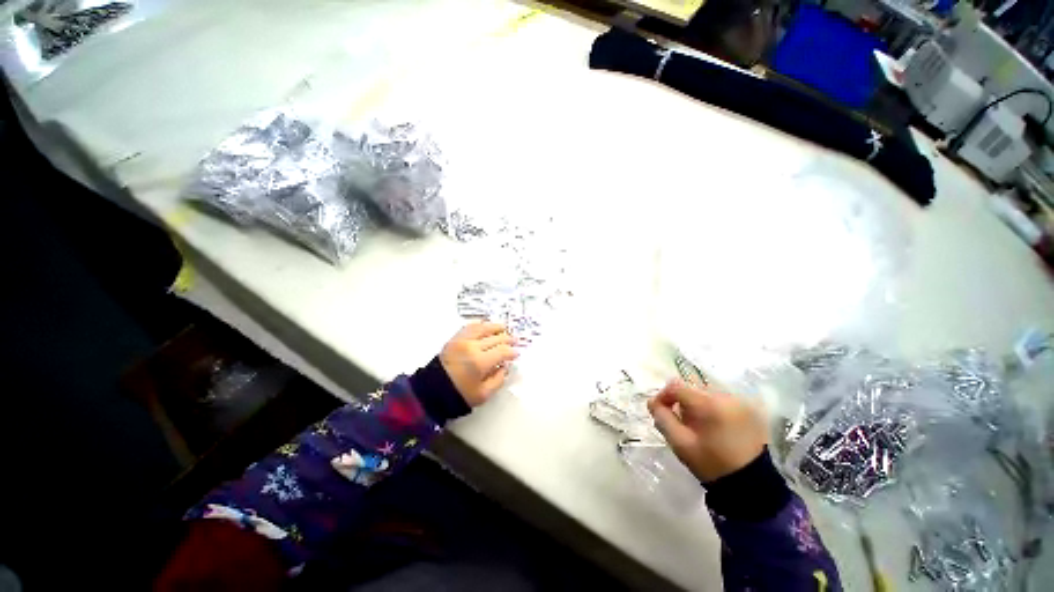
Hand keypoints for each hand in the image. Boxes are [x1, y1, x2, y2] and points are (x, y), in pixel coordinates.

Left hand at [440, 322, 518, 406]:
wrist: (433, 390)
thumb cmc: (459, 394)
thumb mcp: (483, 394)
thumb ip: (498, 379)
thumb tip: (505, 366)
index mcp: (480, 362)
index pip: (502, 351)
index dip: (512, 351)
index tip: (516, 353)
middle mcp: (472, 347)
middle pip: (496, 338)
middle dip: (508, 339)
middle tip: (515, 341)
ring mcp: (463, 340)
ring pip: (484, 328)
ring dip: (496, 327)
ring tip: (504, 328)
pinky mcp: (455, 338)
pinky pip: (470, 326)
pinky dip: (480, 324)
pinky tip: (487, 325)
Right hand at [647, 380, 766, 482]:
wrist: (751, 484)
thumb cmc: (711, 463)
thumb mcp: (680, 444)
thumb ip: (662, 419)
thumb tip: (653, 402)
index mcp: (708, 404)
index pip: (676, 385)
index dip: (663, 395)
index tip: (660, 411)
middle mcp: (725, 396)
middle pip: (691, 388)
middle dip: (681, 401)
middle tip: (680, 422)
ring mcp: (739, 400)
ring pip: (705, 392)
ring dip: (696, 403)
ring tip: (698, 425)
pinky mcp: (747, 407)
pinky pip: (720, 398)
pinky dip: (711, 407)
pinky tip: (713, 425)